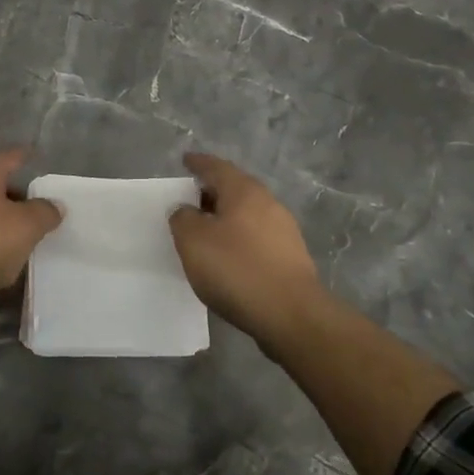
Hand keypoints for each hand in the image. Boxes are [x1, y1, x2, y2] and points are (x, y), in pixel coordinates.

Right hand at [170, 153, 327, 350]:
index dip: (198, 163)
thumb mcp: (193, 241)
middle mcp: (268, 203)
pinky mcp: (291, 257)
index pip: (216, 167)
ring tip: (205, 231)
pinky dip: (239, 239)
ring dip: (226, 218)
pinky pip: (257, 237)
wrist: (291, 314)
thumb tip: (186, 210)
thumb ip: (183, 218)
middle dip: (212, 192)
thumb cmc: (236, 269)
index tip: (185, 160)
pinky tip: (228, 256)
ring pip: (247, 214)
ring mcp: (284, 230)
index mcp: (244, 191)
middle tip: (189, 200)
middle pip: (235, 189)